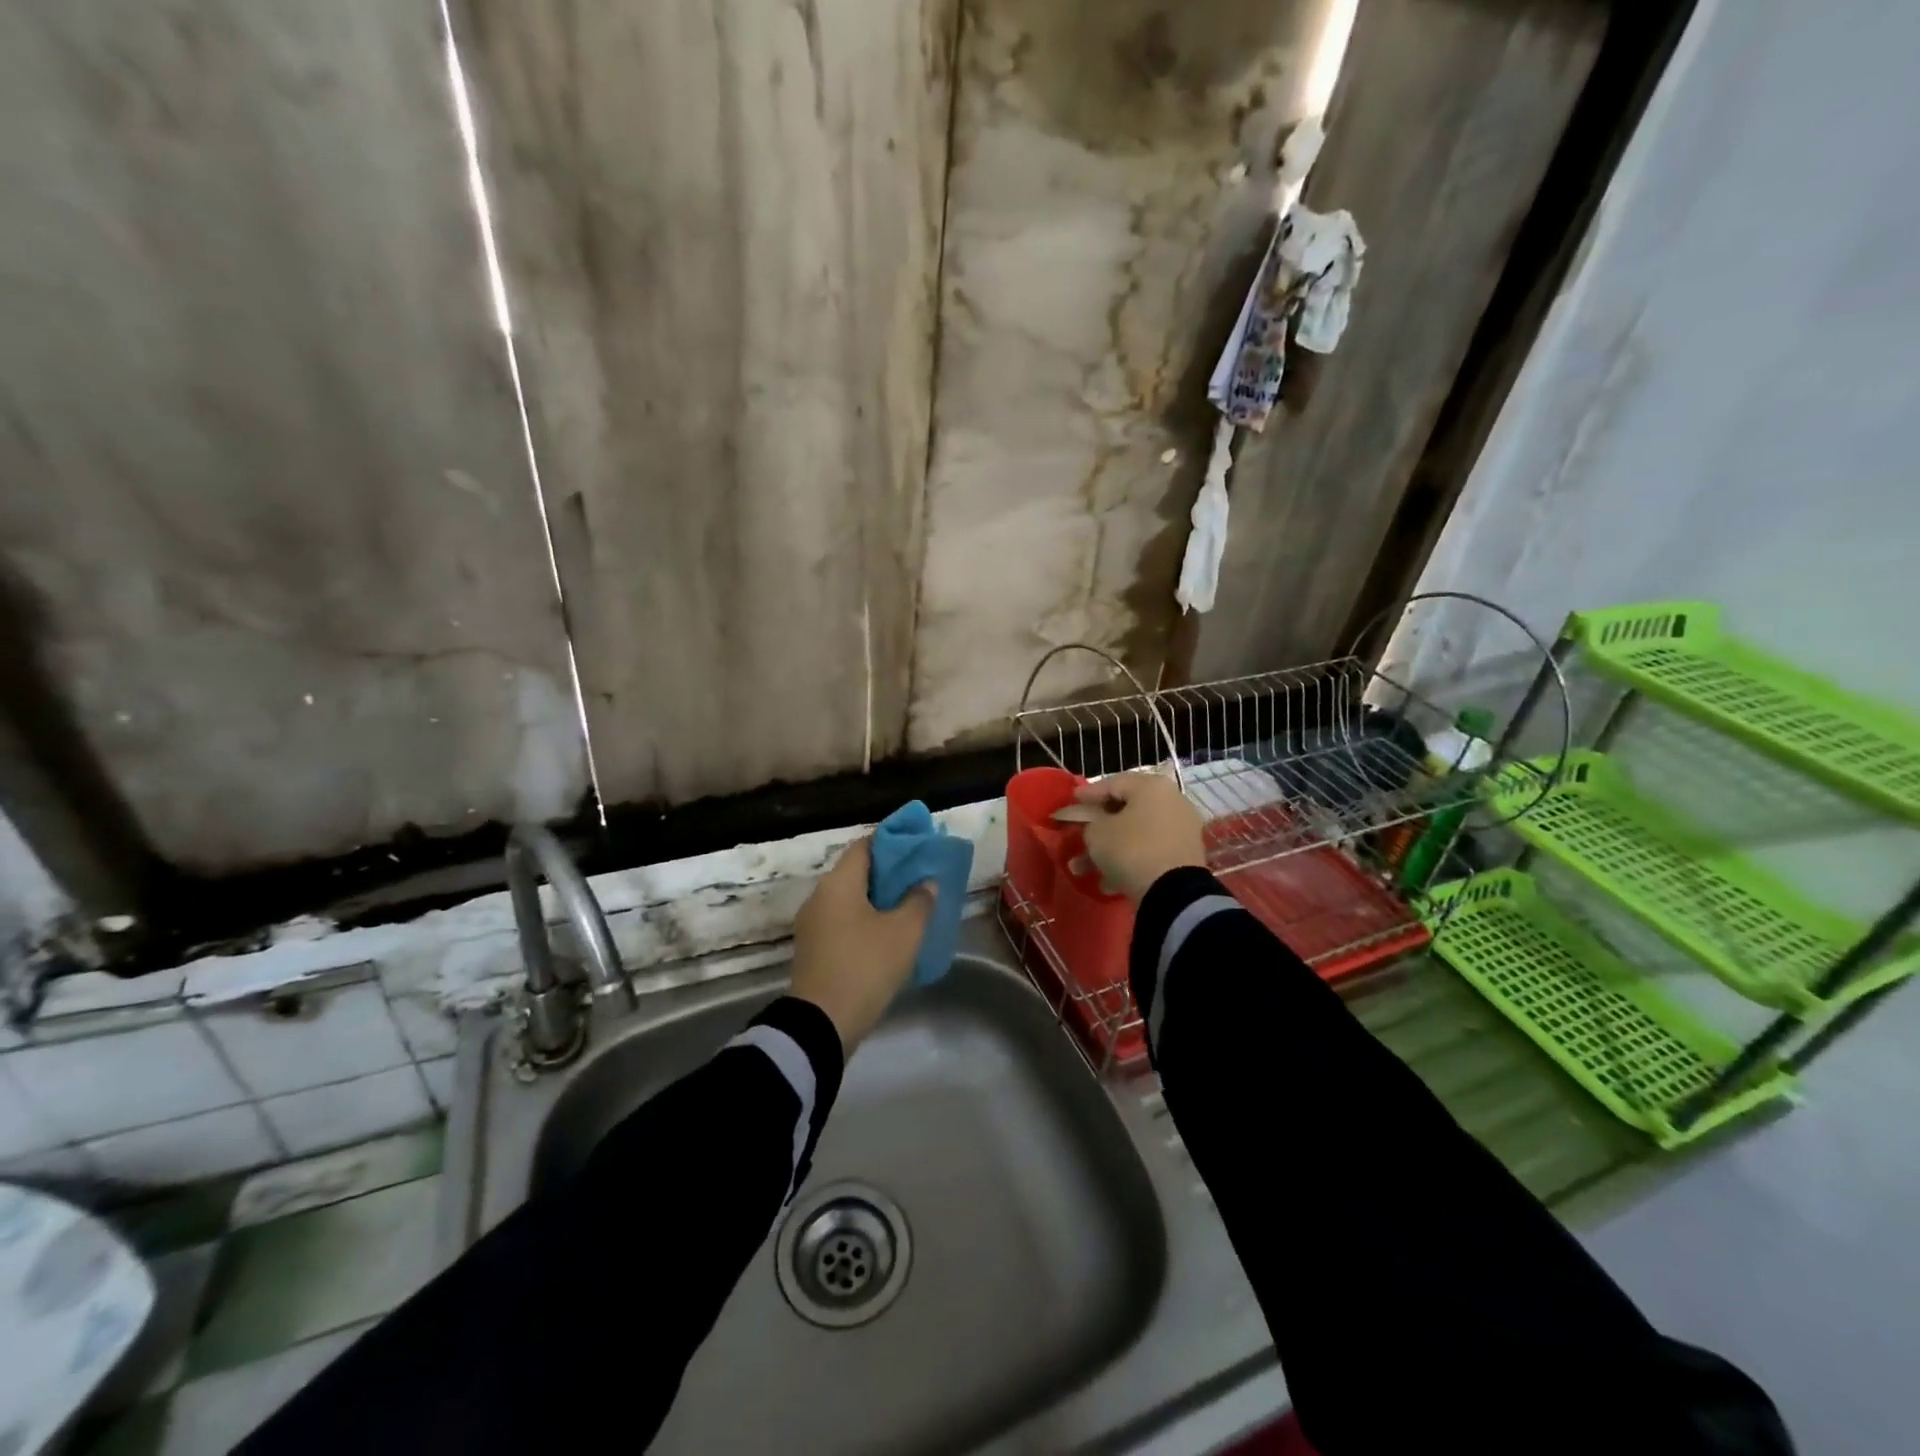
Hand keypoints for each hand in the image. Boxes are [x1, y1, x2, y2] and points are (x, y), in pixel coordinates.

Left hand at [789, 837, 935, 1052]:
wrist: (821, 1025)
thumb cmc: (865, 966)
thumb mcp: (904, 932)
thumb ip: (919, 901)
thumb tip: (925, 883)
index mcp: (838, 883)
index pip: (866, 845)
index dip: (893, 842)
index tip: (919, 846)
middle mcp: (820, 896)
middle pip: (857, 872)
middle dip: (889, 873)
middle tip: (920, 878)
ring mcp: (813, 924)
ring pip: (850, 899)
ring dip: (878, 899)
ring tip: (910, 906)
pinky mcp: (814, 950)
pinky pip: (843, 922)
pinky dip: (865, 920)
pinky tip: (889, 934)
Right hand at [1052, 771, 1205, 903]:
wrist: (1174, 892)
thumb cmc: (1130, 850)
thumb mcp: (1096, 833)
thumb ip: (1088, 821)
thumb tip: (1092, 823)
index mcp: (1151, 786)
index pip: (1111, 783)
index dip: (1087, 794)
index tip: (1071, 801)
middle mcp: (1171, 800)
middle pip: (1125, 809)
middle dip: (1097, 826)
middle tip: (1077, 834)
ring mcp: (1181, 828)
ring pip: (1135, 834)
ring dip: (1108, 849)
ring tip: (1082, 869)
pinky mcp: (1185, 855)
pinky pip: (1149, 851)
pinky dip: (1128, 861)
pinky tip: (1107, 881)